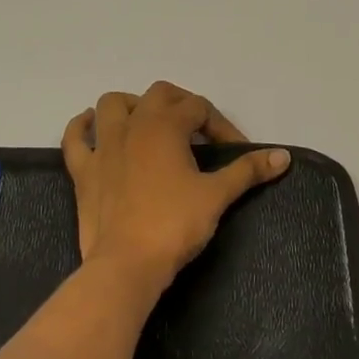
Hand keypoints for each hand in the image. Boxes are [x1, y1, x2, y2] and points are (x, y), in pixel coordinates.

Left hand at [62, 82, 290, 300]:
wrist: (127, 264)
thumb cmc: (175, 225)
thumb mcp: (217, 195)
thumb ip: (248, 170)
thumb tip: (283, 156)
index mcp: (166, 126)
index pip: (199, 108)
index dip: (222, 126)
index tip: (237, 152)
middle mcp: (133, 125)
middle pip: (159, 94)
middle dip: (182, 104)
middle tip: (199, 131)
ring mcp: (104, 146)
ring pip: (113, 104)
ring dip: (133, 105)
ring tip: (150, 122)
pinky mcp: (83, 171)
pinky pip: (75, 138)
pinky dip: (82, 127)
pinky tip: (91, 125)